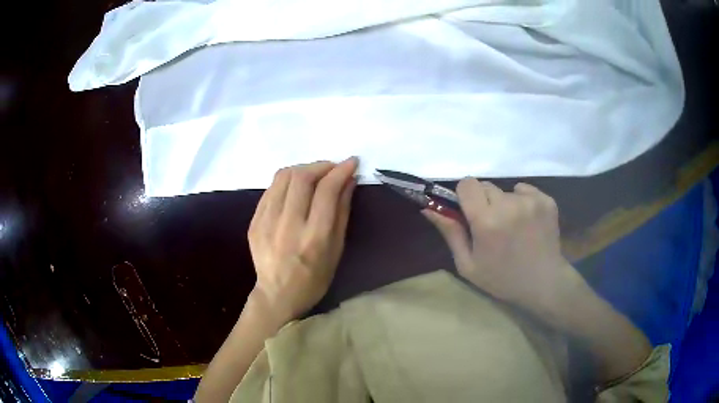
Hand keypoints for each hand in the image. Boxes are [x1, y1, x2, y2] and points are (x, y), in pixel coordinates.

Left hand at [248, 158, 357, 324]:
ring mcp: (266, 222)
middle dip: (321, 165)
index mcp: (314, 237)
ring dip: (303, 169)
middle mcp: (288, 225)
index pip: (327, 190)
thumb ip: (342, 211)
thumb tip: (348, 180)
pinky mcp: (254, 221)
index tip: (351, 162)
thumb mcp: (337, 249)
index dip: (341, 171)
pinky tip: (295, 188)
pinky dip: (287, 181)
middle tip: (332, 169)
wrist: (278, 295)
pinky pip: (271, 189)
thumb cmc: (315, 278)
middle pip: (302, 178)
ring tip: (314, 175)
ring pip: (283, 177)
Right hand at [423, 179, 582, 313]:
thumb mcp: (468, 264)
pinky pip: (524, 190)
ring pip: (505, 190)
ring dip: (504, 204)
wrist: (543, 283)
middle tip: (491, 225)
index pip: (467, 184)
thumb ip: (450, 233)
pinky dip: (522, 201)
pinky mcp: (546, 200)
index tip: (468, 211)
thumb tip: (429, 209)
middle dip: (483, 201)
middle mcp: (508, 205)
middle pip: (485, 186)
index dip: (464, 196)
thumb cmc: (502, 279)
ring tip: (513, 227)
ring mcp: (531, 201)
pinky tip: (527, 222)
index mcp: (486, 221)